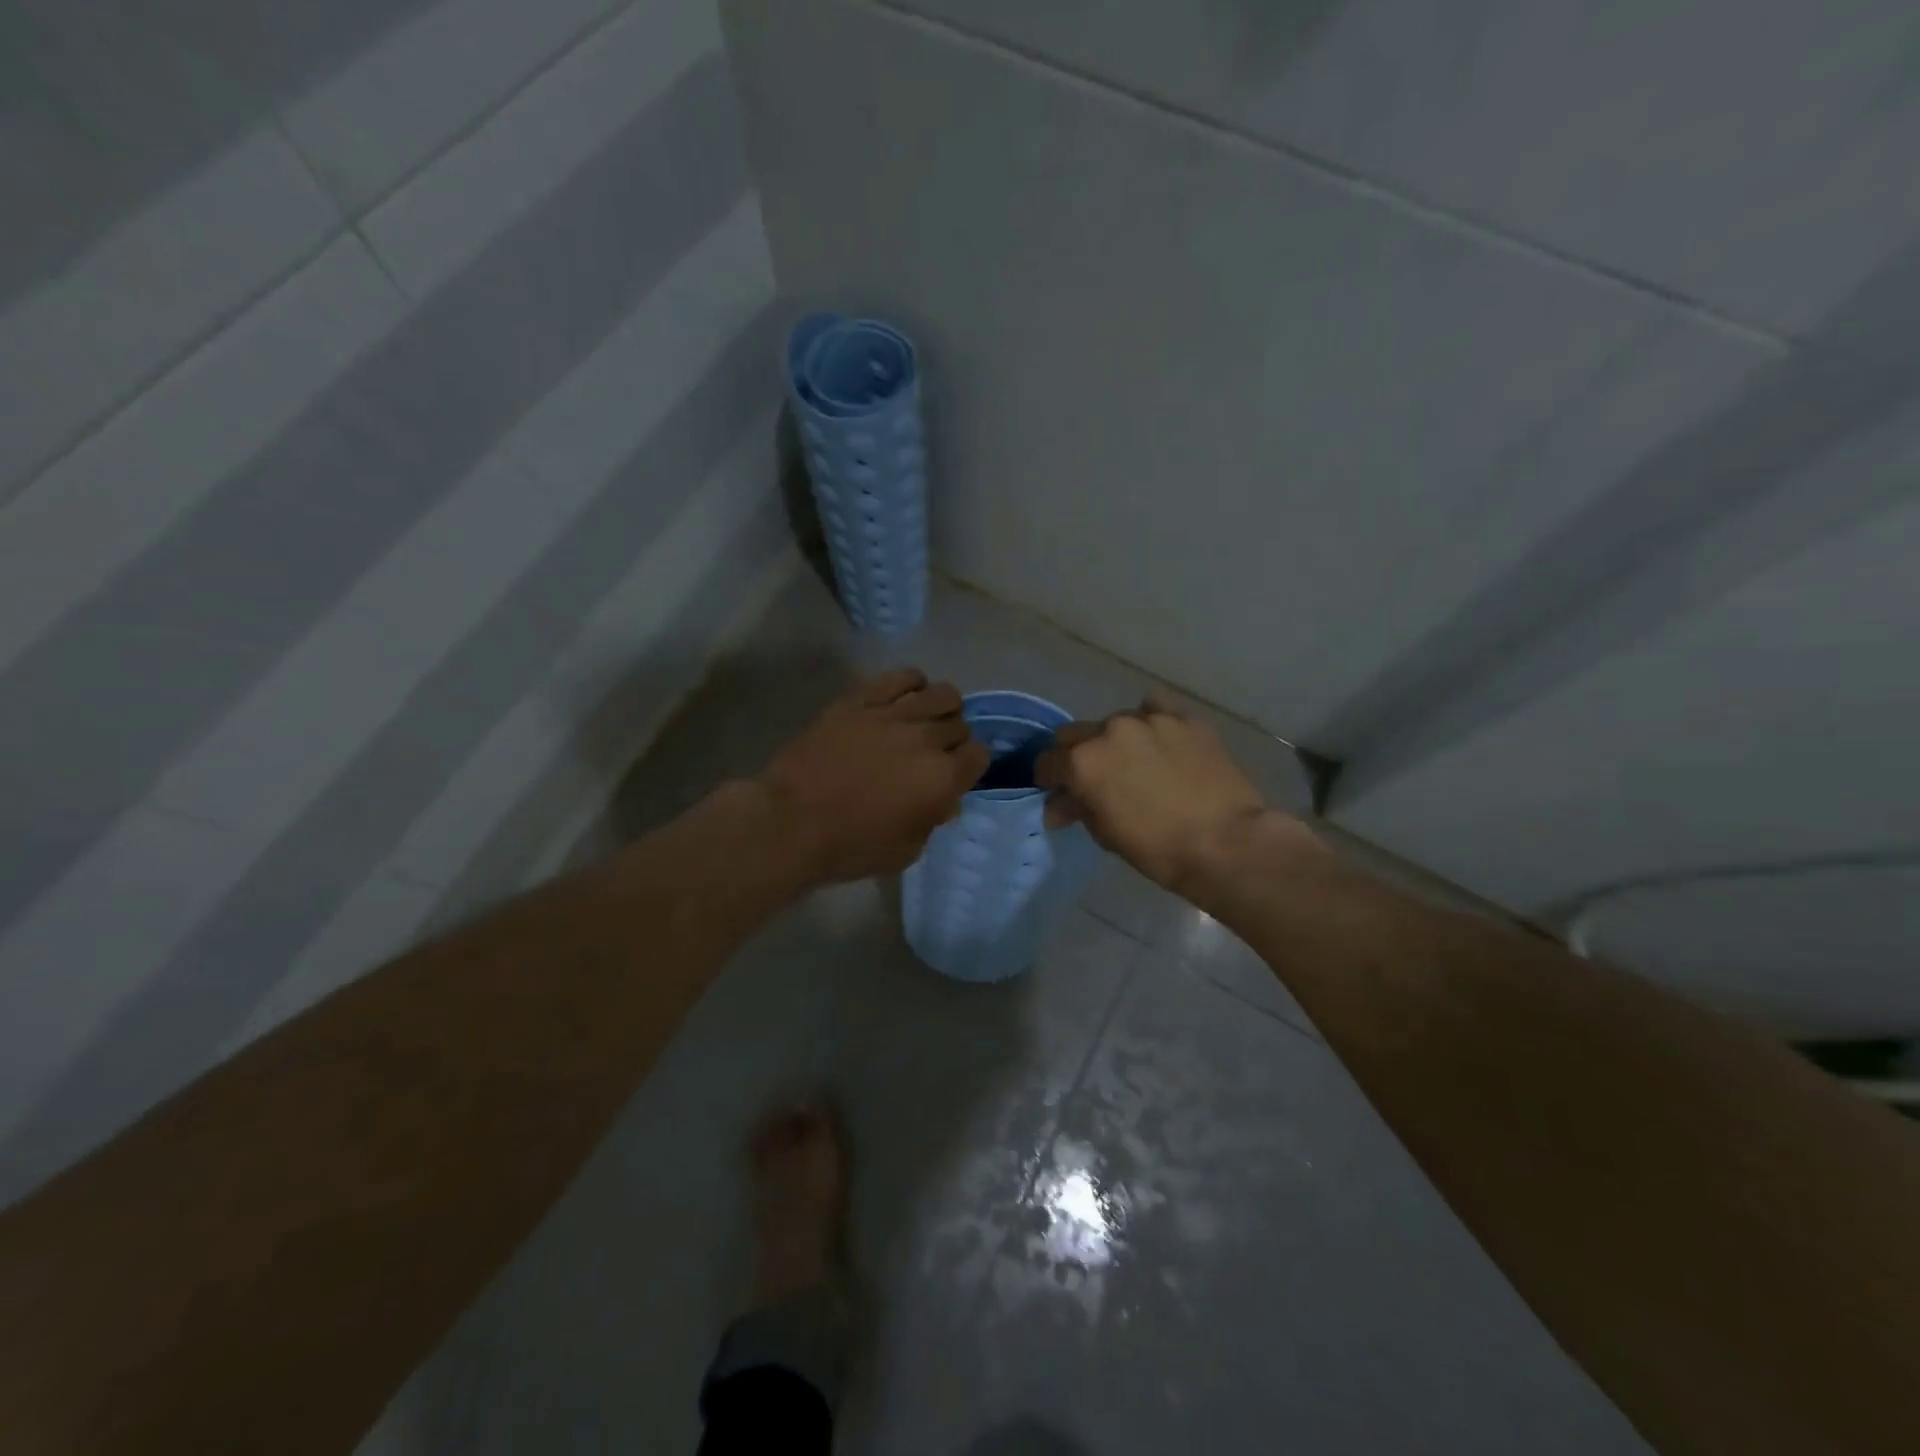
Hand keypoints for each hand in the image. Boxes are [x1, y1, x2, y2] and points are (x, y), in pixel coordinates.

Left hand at [761, 668, 988, 882]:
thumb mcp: (906, 850)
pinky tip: (906, 696)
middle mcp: (925, 739)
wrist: (791, 823)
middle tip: (933, 752)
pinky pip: (901, 677)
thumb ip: (932, 820)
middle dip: (953, 739)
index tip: (955, 773)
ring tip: (925, 720)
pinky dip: (912, 683)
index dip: (969, 764)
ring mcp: (893, 714)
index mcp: (942, 778)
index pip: (979, 755)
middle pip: (959, 725)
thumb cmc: (851, 846)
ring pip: (941, 693)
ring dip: (942, 707)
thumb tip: (944, 800)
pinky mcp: (861, 699)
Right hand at [1036, 694, 1276, 893]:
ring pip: (1116, 721)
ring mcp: (1149, 719)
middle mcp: (1110, 731)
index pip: (1047, 762)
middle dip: (1075, 755)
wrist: (1227, 843)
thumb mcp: (1106, 834)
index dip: (1048, 779)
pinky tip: (1160, 738)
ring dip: (1115, 740)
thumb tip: (1058, 804)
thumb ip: (1077, 808)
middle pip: (1074, 734)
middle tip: (1092, 778)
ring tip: (1134, 762)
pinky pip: (1156, 708)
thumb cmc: (1158, 849)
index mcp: (1083, 762)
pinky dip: (1151, 720)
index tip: (1057, 792)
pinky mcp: (1185, 718)